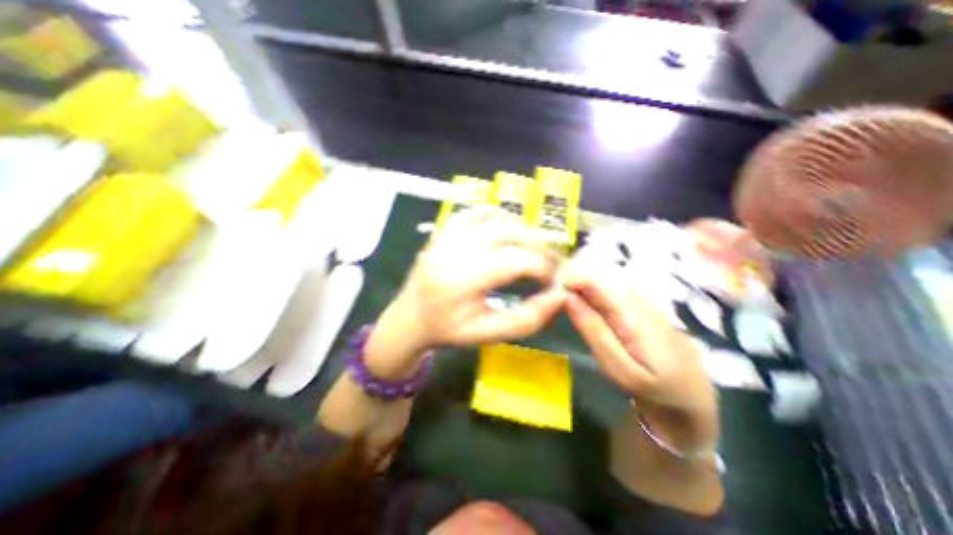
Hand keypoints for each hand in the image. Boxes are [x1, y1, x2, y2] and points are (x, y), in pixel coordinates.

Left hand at [367, 207, 564, 375]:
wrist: (409, 318)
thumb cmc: (448, 330)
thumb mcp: (488, 335)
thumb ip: (526, 319)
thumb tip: (559, 296)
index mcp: (460, 281)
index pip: (514, 261)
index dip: (543, 266)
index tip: (555, 279)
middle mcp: (452, 249)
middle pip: (508, 231)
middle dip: (538, 245)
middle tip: (551, 261)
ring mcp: (446, 234)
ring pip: (495, 216)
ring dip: (522, 229)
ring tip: (534, 248)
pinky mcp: (444, 229)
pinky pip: (477, 212)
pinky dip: (500, 217)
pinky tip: (509, 233)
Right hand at [560, 253, 715, 443]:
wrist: (691, 393)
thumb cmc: (651, 387)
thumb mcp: (619, 369)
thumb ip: (593, 330)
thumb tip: (567, 296)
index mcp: (633, 312)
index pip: (595, 278)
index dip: (568, 276)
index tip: (549, 288)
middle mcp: (638, 294)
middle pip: (597, 270)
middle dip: (571, 276)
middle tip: (553, 293)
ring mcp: (641, 294)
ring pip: (602, 273)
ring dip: (579, 279)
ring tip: (563, 295)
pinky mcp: (640, 298)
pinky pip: (609, 281)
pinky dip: (590, 285)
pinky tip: (581, 297)